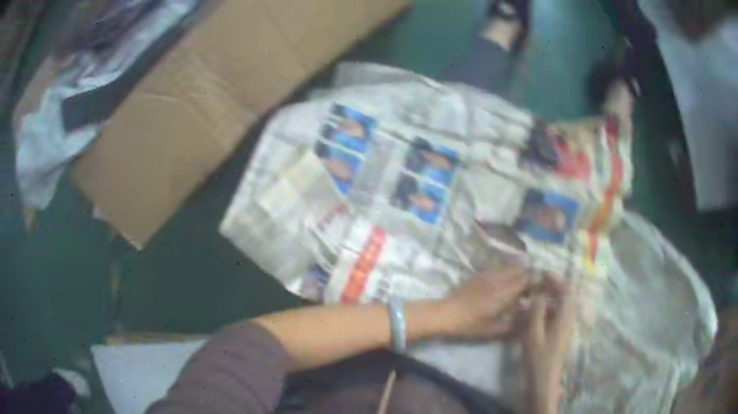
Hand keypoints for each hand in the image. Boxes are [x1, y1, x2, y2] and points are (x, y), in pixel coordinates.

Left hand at [439, 267, 530, 339]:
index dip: (539, 280)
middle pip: (521, 269)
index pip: (528, 278)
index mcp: (505, 290)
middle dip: (531, 276)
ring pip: (511, 268)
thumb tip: (530, 318)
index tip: (545, 288)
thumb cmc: (470, 324)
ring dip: (520, 274)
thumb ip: (515, 324)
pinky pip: (500, 269)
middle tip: (535, 289)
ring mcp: (489, 273)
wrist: (446, 314)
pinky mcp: (480, 274)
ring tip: (522, 288)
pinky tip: (507, 286)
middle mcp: (499, 277)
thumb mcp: (494, 329)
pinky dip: (509, 274)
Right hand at [523, 273, 576, 413]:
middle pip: (567, 297)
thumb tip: (538, 293)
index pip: (567, 291)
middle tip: (537, 284)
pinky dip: (548, 309)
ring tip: (533, 297)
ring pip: (562, 306)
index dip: (556, 280)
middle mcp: (569, 320)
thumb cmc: (538, 359)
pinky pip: (557, 315)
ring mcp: (566, 328)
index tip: (542, 274)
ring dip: (550, 298)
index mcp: (565, 318)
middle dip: (554, 287)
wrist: (543, 383)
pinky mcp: (560, 336)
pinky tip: (535, 315)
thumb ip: (536, 312)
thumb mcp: (533, 335)